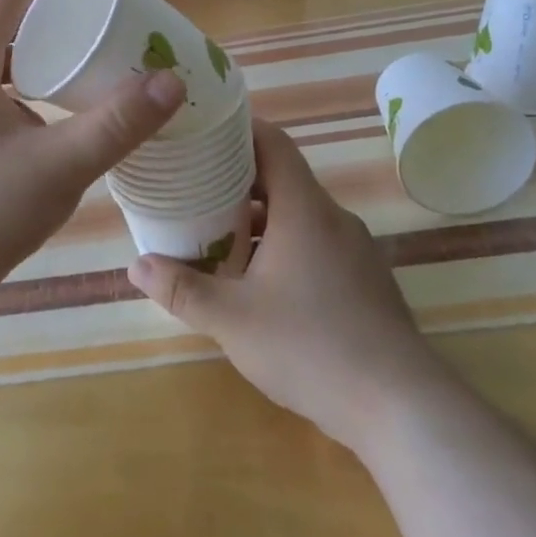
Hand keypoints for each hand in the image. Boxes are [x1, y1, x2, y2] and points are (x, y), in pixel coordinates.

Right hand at [127, 120, 433, 449]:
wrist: (399, 406)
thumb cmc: (309, 346)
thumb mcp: (231, 318)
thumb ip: (181, 288)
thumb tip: (136, 266)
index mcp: (304, 210)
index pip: (273, 144)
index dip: (238, 131)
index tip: (202, 134)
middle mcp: (333, 219)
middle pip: (282, 180)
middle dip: (236, 181)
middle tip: (192, 189)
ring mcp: (355, 251)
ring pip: (299, 217)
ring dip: (258, 220)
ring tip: (216, 236)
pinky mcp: (365, 282)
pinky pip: (316, 245)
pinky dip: (283, 247)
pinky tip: (259, 283)